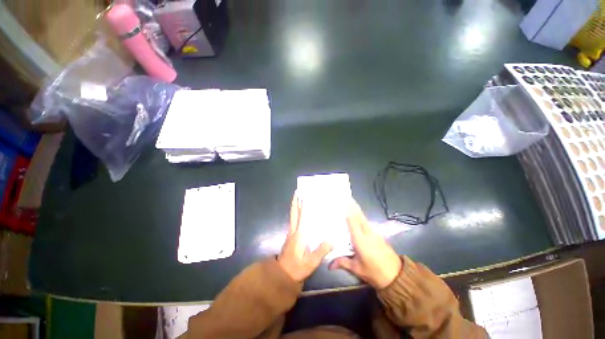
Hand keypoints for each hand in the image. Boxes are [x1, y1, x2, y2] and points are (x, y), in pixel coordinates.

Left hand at [278, 192, 333, 281]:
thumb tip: (332, 239)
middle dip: (295, 201)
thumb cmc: (296, 268)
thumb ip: (321, 251)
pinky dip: (296, 213)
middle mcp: (293, 230)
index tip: (304, 194)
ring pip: (293, 216)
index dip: (302, 205)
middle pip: (293, 213)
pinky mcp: (291, 236)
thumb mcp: (310, 262)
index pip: (301, 216)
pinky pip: (294, 220)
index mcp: (298, 234)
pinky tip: (301, 212)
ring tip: (300, 197)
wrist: (282, 276)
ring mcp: (291, 233)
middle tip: (298, 191)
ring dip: (295, 206)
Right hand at [329, 200, 401, 288]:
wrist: (397, 276)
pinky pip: (366, 222)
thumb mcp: (358, 269)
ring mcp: (374, 232)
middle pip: (359, 215)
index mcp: (361, 239)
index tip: (342, 201)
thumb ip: (343, 263)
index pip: (352, 221)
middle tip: (344, 196)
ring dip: (356, 209)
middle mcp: (367, 232)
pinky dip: (360, 216)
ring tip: (348, 202)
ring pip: (363, 217)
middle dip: (352, 205)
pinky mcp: (377, 234)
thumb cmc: (375, 272)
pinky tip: (356, 215)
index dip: (347, 210)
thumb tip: (329, 265)